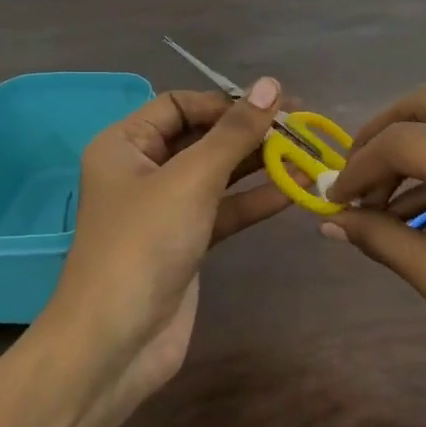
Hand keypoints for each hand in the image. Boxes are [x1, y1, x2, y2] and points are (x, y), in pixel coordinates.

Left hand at [48, 79, 290, 398]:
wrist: (116, 342)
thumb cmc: (144, 245)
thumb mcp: (191, 179)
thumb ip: (233, 133)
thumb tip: (270, 84)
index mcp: (125, 145)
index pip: (179, 105)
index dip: (225, 102)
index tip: (272, 106)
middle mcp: (142, 171)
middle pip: (202, 138)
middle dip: (249, 132)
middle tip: (302, 125)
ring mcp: (165, 210)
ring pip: (217, 176)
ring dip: (260, 165)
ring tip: (309, 153)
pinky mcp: (186, 243)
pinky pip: (224, 210)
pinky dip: (255, 200)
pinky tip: (295, 190)